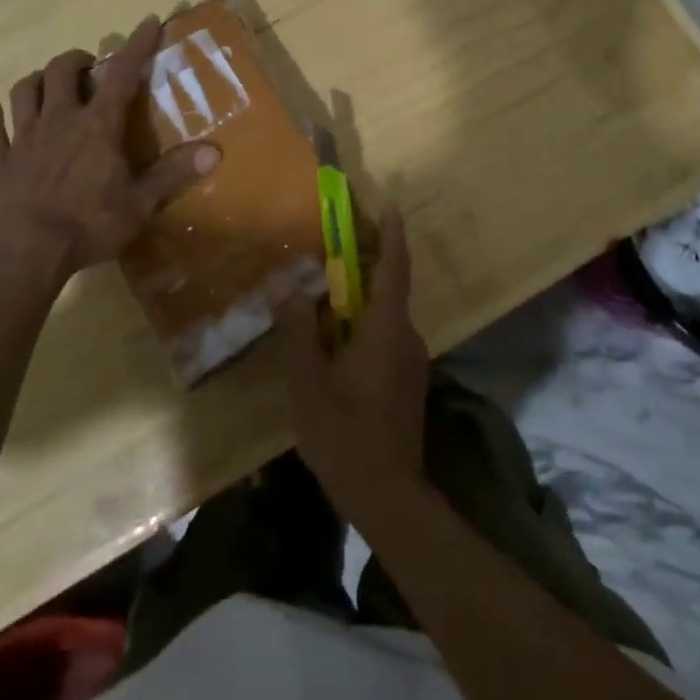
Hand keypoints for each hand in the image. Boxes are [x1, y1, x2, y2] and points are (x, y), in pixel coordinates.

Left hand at [0, 15, 219, 287]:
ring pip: (23, 91)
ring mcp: (24, 138)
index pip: (121, 73)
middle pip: (60, 71)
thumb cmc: (89, 225)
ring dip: (36, 80)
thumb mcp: (140, 203)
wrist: (26, 252)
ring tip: (47, 83)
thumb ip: (174, 173)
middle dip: (75, 60)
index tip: (149, 21)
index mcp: (97, 126)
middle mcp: (58, 120)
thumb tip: (216, 150)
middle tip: (88, 66)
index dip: (137, 45)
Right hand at [277, 205, 430, 524]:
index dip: (391, 232)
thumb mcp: (307, 382)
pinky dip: (361, 322)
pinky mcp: (406, 381)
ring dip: (358, 296)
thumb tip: (289, 287)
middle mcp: (406, 337)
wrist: (388, 496)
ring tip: (322, 291)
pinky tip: (333, 337)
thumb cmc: (344, 434)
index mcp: (386, 328)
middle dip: (364, 261)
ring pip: (384, 314)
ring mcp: (410, 361)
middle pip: (388, 286)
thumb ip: (298, 331)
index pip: (394, 267)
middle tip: (331, 243)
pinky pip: (384, 336)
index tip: (386, 203)